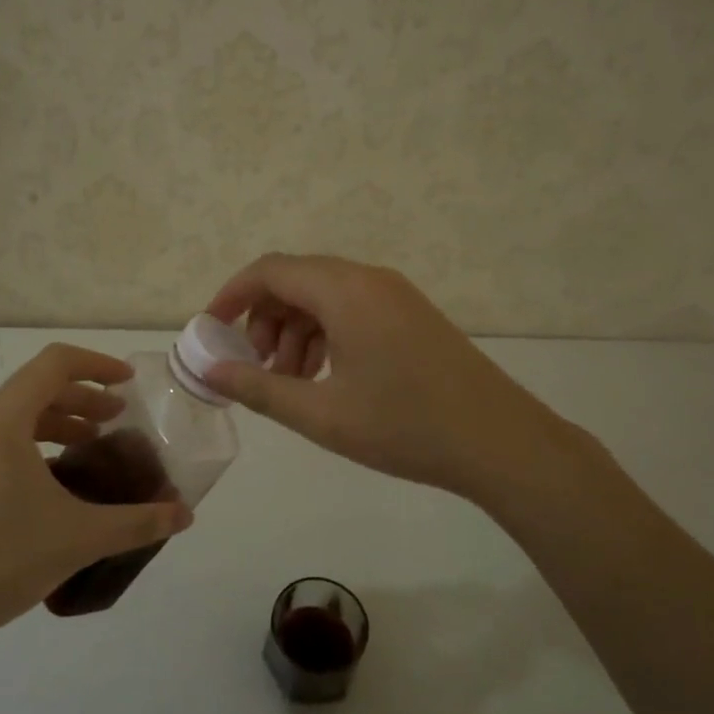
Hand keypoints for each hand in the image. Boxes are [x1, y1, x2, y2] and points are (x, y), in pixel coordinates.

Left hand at [0, 343, 193, 647]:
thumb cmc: (1, 560)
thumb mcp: (79, 537)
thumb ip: (137, 522)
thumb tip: (185, 516)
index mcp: (1, 423)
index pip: (53, 364)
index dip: (96, 364)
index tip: (128, 383)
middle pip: (36, 387)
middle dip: (83, 397)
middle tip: (118, 419)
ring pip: (17, 415)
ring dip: (59, 420)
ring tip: (93, 446)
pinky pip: (1, 441)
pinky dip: (36, 444)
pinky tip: (58, 482)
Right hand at [205, 254, 602, 506]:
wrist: (502, 443)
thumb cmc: (405, 427)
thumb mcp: (322, 414)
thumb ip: (259, 389)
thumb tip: (211, 371)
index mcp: (344, 291)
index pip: (270, 270)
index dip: (232, 295)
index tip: (210, 330)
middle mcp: (368, 279)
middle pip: (296, 281)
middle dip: (264, 320)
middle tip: (255, 368)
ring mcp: (394, 294)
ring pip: (323, 296)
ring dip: (294, 331)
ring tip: (289, 382)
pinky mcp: (411, 314)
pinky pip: (351, 309)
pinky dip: (325, 335)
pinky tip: (325, 378)